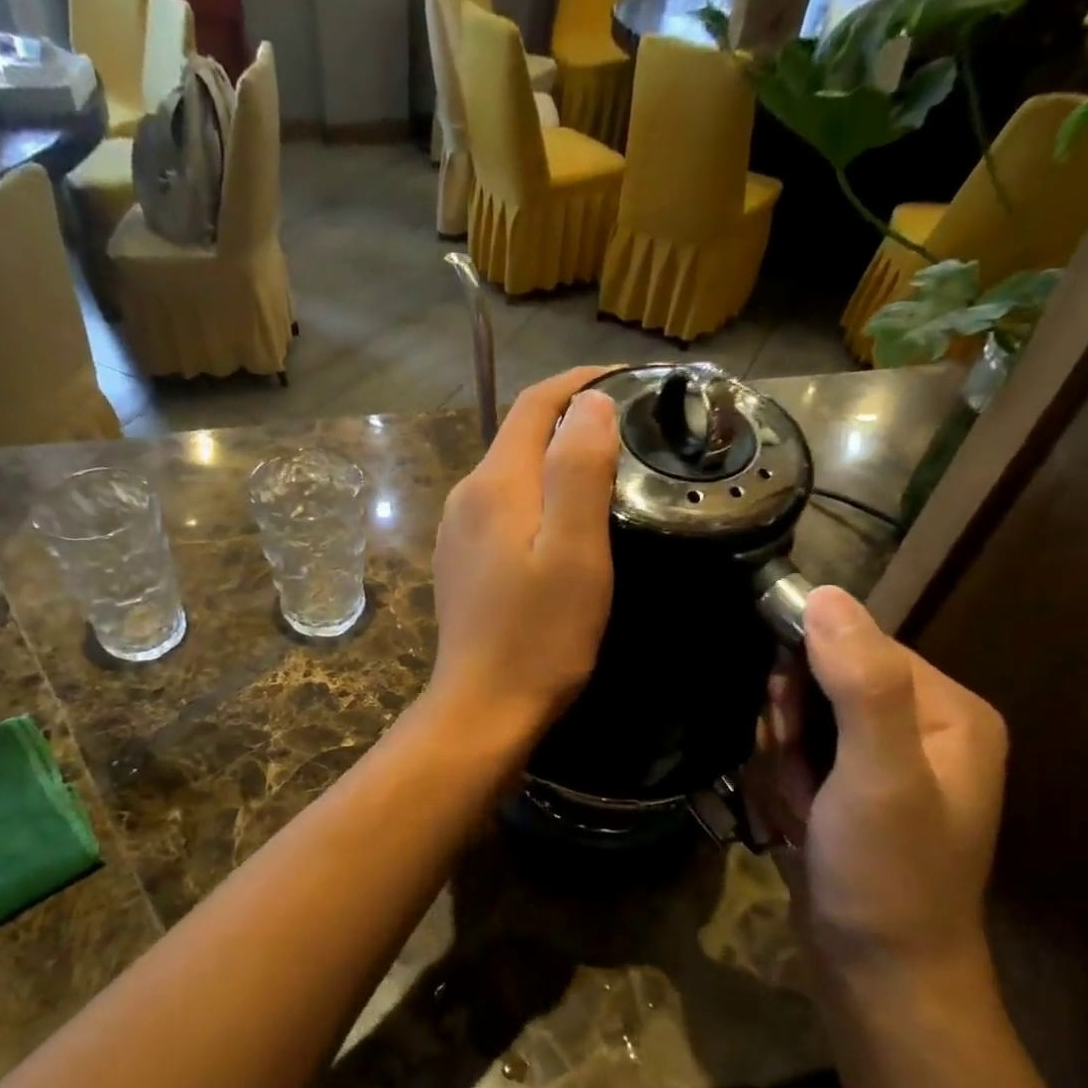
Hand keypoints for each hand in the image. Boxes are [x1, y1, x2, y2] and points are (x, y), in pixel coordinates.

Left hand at [426, 368, 618, 746]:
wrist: (483, 705)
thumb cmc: (540, 634)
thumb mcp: (575, 550)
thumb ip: (578, 469)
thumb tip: (589, 403)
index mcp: (495, 484)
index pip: (535, 403)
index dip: (580, 382)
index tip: (629, 381)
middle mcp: (466, 495)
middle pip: (520, 434)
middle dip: (571, 418)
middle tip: (630, 429)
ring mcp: (457, 530)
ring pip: (510, 472)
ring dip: (554, 459)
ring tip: (605, 471)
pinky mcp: (460, 560)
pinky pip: (501, 507)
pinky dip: (535, 495)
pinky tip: (561, 521)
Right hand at [745, 587, 1006, 986]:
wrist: (878, 977)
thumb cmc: (888, 875)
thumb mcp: (879, 777)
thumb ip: (860, 683)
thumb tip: (824, 594)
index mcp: (946, 710)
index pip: (850, 643)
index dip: (804, 680)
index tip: (793, 734)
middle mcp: (918, 726)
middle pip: (816, 681)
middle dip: (790, 732)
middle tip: (804, 785)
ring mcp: (880, 761)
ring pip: (793, 719)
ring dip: (780, 764)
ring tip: (802, 813)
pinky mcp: (847, 789)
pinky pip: (791, 755)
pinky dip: (780, 785)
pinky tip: (796, 824)